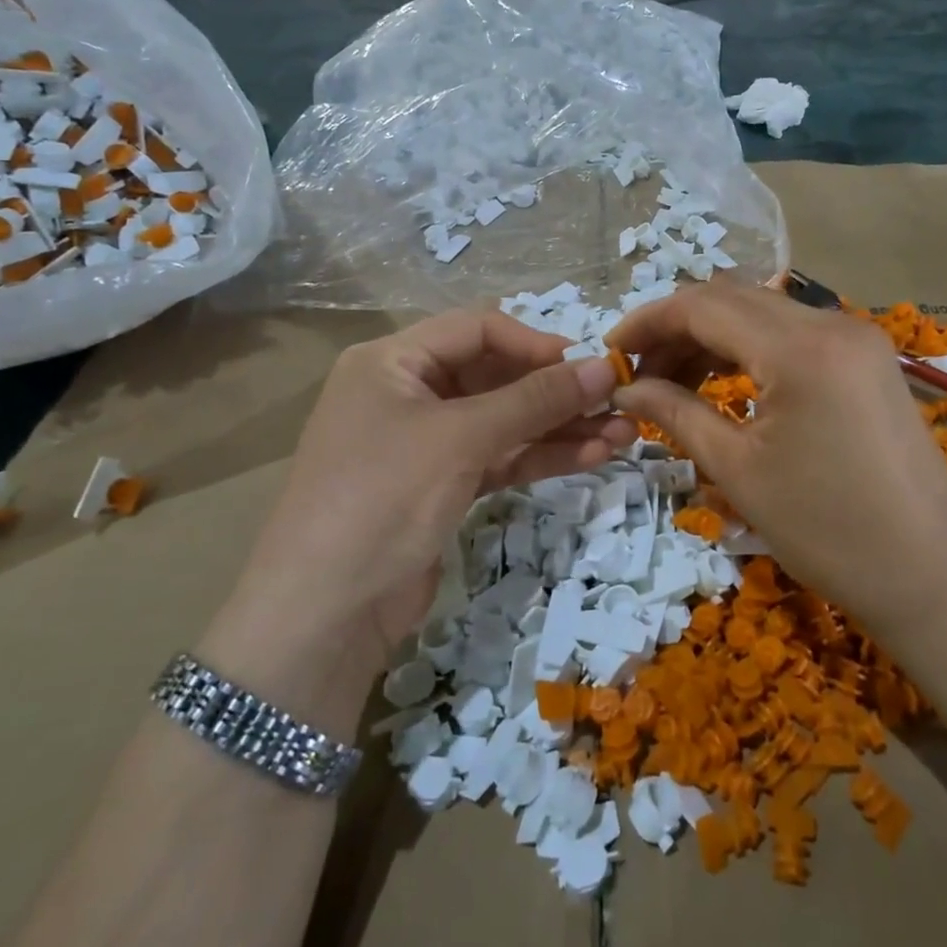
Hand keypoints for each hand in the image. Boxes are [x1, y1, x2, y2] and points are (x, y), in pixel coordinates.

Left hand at [229, 311, 635, 672]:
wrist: (323, 615)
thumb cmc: (384, 498)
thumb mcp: (461, 439)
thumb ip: (535, 400)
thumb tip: (603, 368)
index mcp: (392, 361)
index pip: (477, 330)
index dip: (535, 343)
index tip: (589, 364)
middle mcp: (407, 393)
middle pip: (495, 377)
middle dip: (557, 392)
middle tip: (618, 401)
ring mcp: (424, 444)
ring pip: (503, 422)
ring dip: (560, 427)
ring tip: (623, 433)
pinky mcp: (440, 487)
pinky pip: (498, 458)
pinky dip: (539, 457)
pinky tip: (592, 456)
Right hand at [610, 281, 946, 631]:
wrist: (934, 574)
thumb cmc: (829, 529)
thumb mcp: (739, 470)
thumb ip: (676, 413)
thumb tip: (624, 389)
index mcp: (799, 347)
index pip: (703, 305)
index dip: (648, 322)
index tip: (611, 352)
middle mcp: (831, 323)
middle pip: (733, 299)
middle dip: (677, 329)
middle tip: (640, 375)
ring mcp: (856, 338)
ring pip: (763, 314)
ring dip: (713, 338)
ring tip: (674, 385)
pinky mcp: (867, 359)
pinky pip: (793, 335)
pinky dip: (750, 350)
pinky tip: (726, 384)